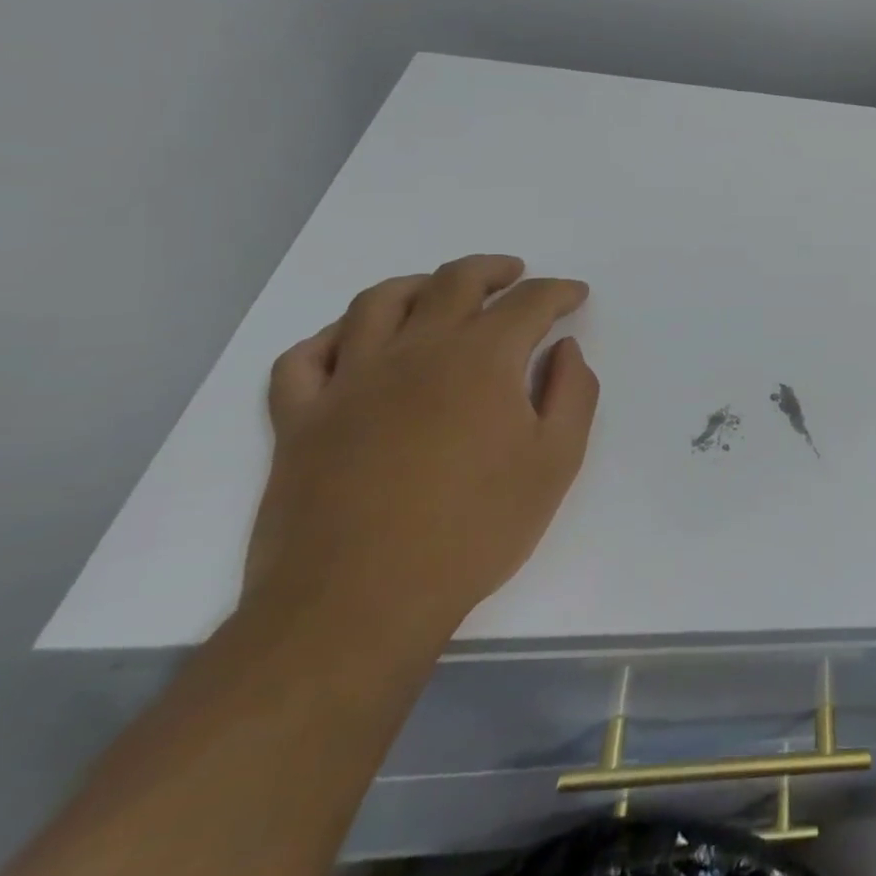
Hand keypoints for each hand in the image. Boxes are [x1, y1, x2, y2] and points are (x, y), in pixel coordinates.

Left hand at [245, 255, 598, 650]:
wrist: (358, 604)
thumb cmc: (474, 530)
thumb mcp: (556, 462)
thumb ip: (573, 393)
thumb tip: (564, 349)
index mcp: (481, 359)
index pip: (528, 303)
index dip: (558, 292)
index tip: (575, 295)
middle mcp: (415, 351)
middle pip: (454, 282)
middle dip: (493, 270)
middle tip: (515, 275)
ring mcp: (349, 381)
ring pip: (378, 302)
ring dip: (417, 285)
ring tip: (438, 291)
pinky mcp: (300, 419)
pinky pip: (305, 358)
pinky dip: (331, 337)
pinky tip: (353, 343)